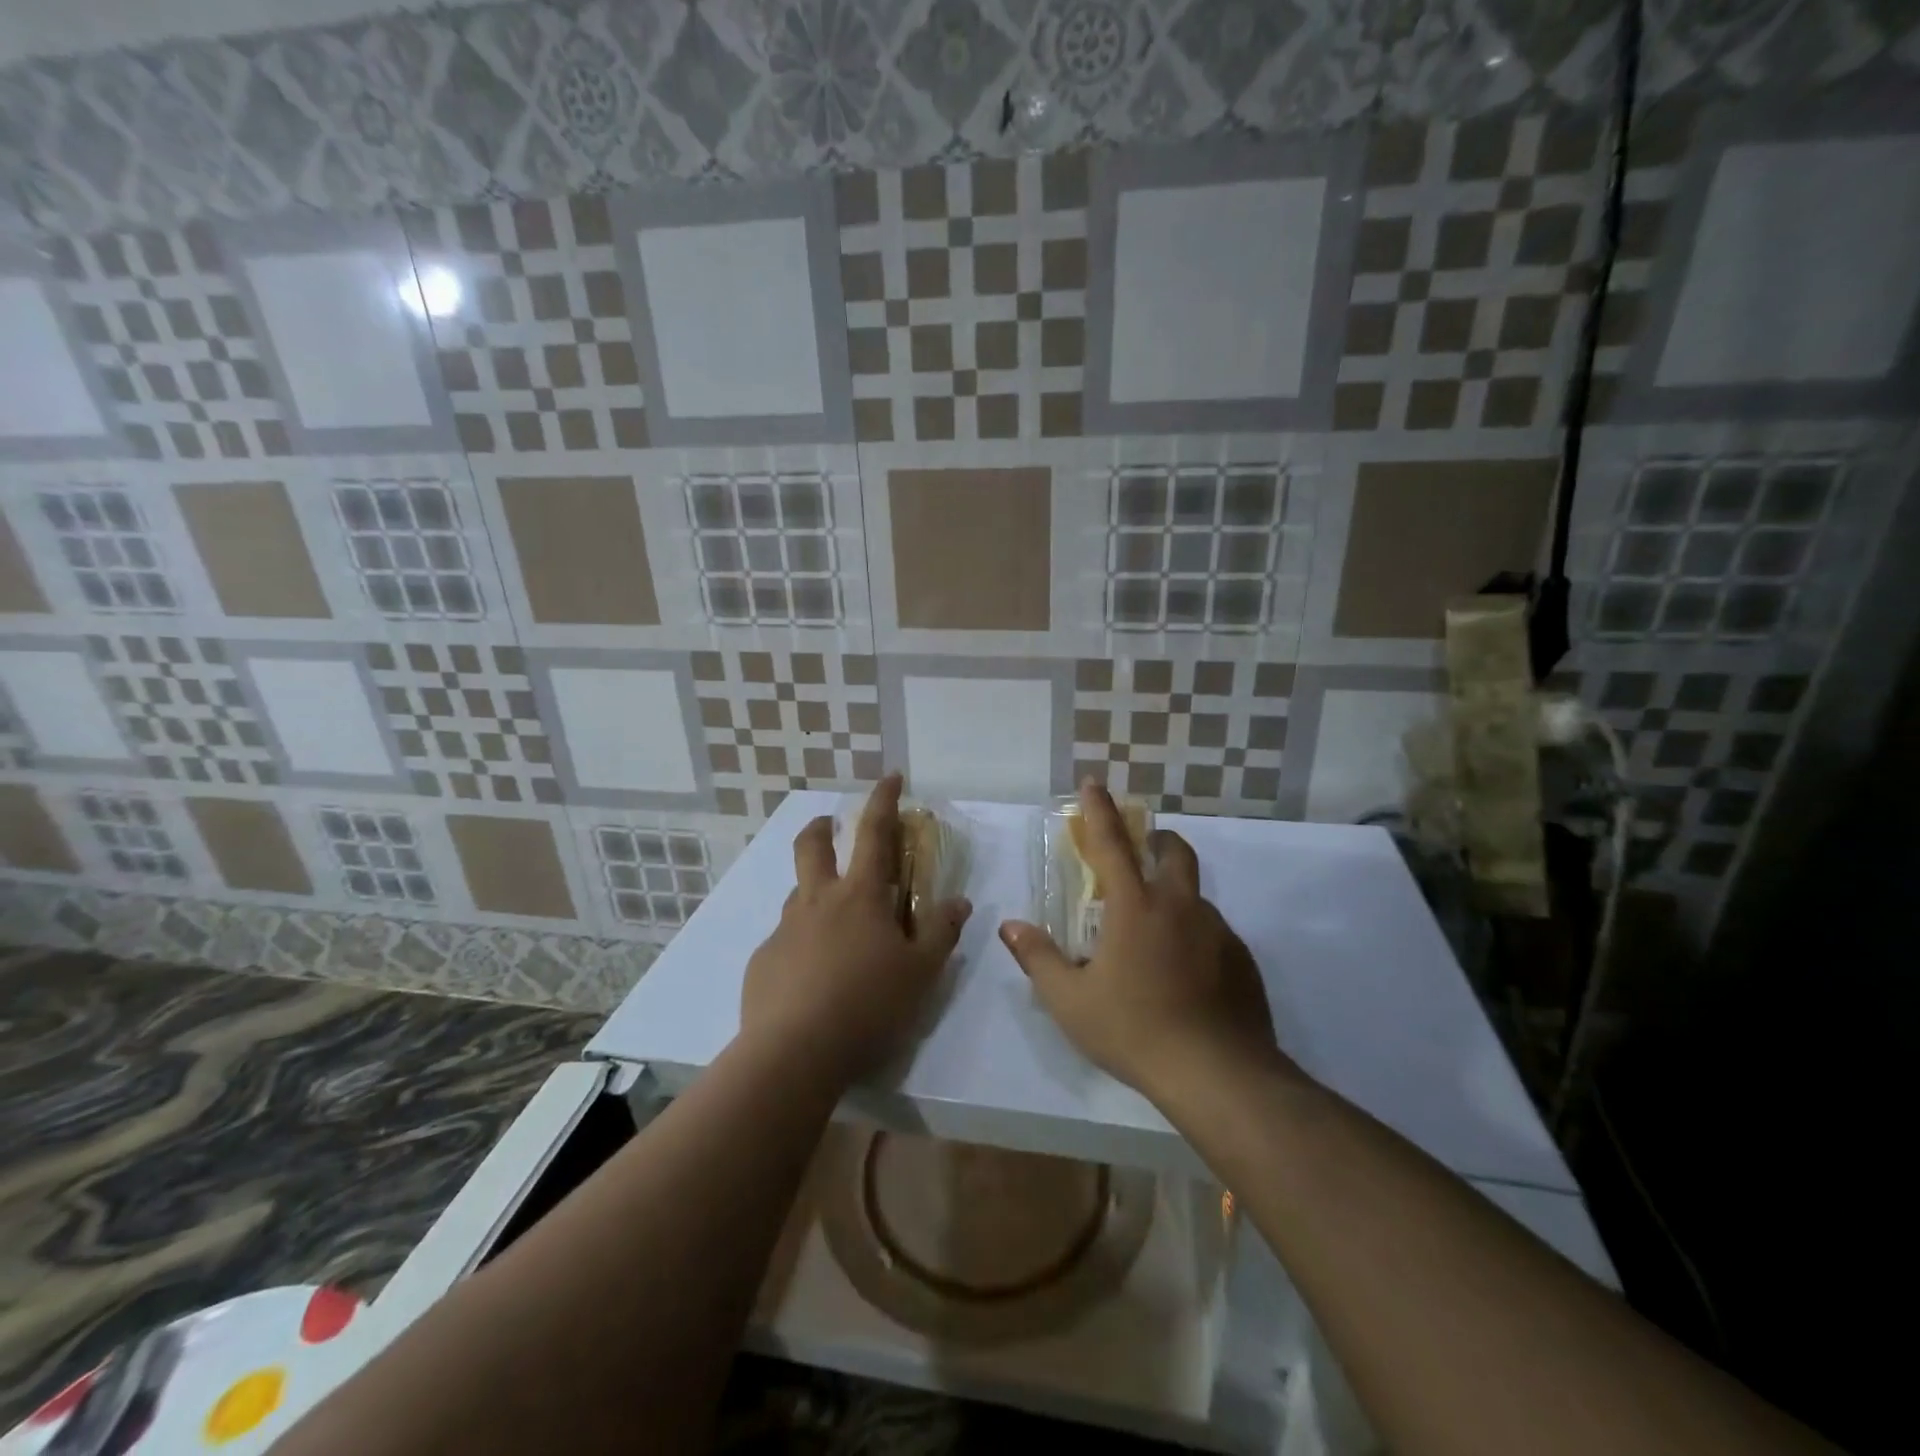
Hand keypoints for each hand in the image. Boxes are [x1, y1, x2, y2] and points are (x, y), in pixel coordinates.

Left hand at [741, 774, 971, 1083]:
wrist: (794, 1053)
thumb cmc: (868, 1005)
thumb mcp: (921, 972)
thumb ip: (941, 932)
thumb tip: (959, 901)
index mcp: (860, 896)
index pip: (875, 833)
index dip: (884, 800)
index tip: (891, 777)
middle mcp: (817, 901)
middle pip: (812, 846)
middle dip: (822, 827)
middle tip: (830, 827)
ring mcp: (785, 930)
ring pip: (797, 892)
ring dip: (813, 887)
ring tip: (832, 917)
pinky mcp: (763, 961)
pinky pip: (785, 939)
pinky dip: (801, 941)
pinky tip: (811, 976)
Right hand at [999, 782, 1283, 1103]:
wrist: (1217, 1074)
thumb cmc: (1134, 1030)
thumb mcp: (1070, 1000)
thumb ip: (1038, 958)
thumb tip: (1010, 926)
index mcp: (1135, 908)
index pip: (1112, 844)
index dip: (1100, 810)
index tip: (1094, 782)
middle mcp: (1179, 907)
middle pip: (1174, 851)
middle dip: (1156, 838)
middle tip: (1142, 850)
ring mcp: (1217, 931)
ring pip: (1195, 896)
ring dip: (1175, 895)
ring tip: (1157, 933)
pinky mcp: (1242, 960)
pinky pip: (1214, 933)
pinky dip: (1196, 935)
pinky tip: (1186, 973)